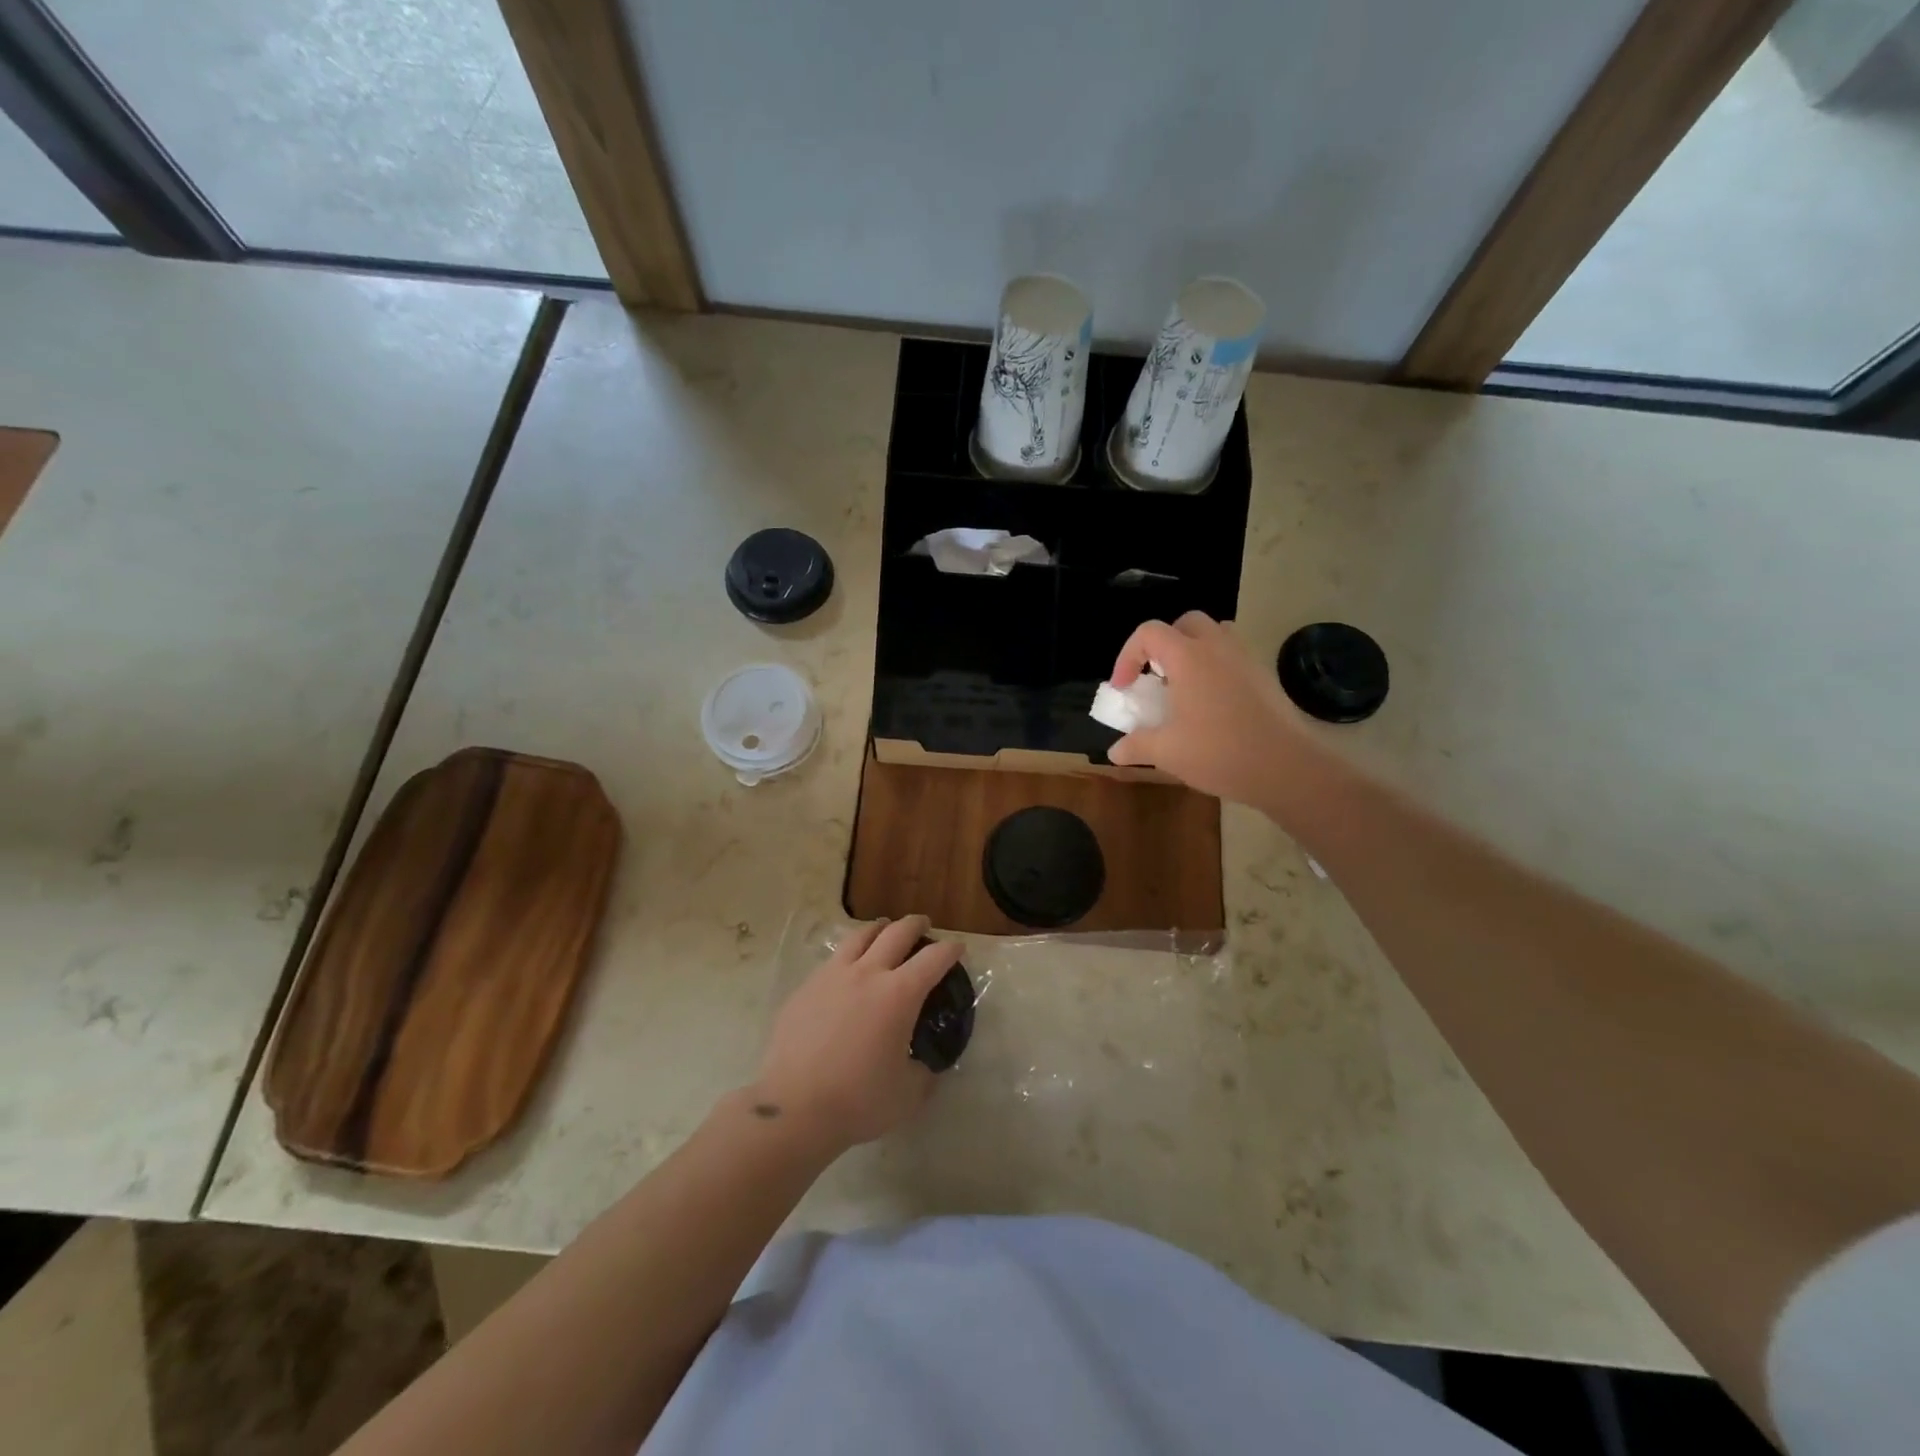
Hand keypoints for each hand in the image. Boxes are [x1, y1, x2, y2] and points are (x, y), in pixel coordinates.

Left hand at [749, 916, 962, 1156]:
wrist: (793, 1108)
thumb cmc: (858, 1101)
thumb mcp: (908, 1094)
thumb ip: (923, 1072)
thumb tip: (925, 1064)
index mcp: (899, 994)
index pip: (933, 958)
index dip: (950, 949)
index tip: (958, 948)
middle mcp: (867, 974)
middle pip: (896, 933)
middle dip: (915, 925)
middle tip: (923, 926)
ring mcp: (831, 976)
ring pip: (860, 936)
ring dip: (879, 929)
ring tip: (884, 930)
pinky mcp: (805, 988)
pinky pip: (833, 960)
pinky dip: (849, 956)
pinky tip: (847, 971)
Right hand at [1107, 612, 1311, 812]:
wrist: (1286, 767)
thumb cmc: (1219, 753)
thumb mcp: (1167, 752)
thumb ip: (1137, 746)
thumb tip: (1115, 752)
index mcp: (1188, 657)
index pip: (1149, 633)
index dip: (1127, 656)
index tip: (1124, 688)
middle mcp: (1218, 647)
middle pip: (1185, 623)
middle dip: (1164, 644)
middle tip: (1155, 677)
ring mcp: (1246, 659)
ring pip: (1216, 634)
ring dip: (1194, 650)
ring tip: (1185, 685)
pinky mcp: (1265, 676)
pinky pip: (1234, 657)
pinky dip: (1217, 668)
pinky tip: (1213, 704)